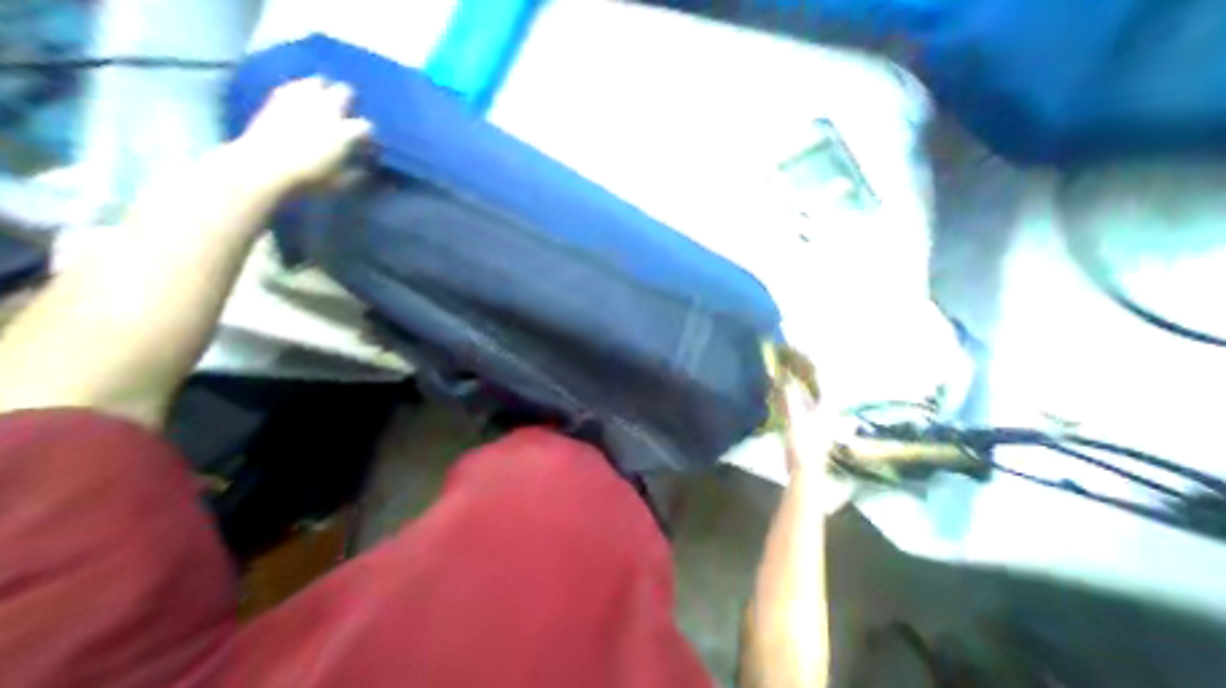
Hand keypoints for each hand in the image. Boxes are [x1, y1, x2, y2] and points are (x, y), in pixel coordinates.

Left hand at [230, 76, 369, 191]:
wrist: (266, 167)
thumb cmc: (310, 178)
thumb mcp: (342, 181)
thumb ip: (357, 171)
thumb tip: (365, 165)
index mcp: (343, 133)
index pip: (365, 125)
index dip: (369, 132)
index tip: (369, 141)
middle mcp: (325, 112)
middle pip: (343, 93)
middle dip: (350, 98)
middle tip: (350, 106)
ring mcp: (301, 103)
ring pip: (317, 82)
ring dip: (325, 87)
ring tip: (326, 94)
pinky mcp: (278, 99)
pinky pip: (293, 86)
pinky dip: (301, 87)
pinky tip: (303, 94)